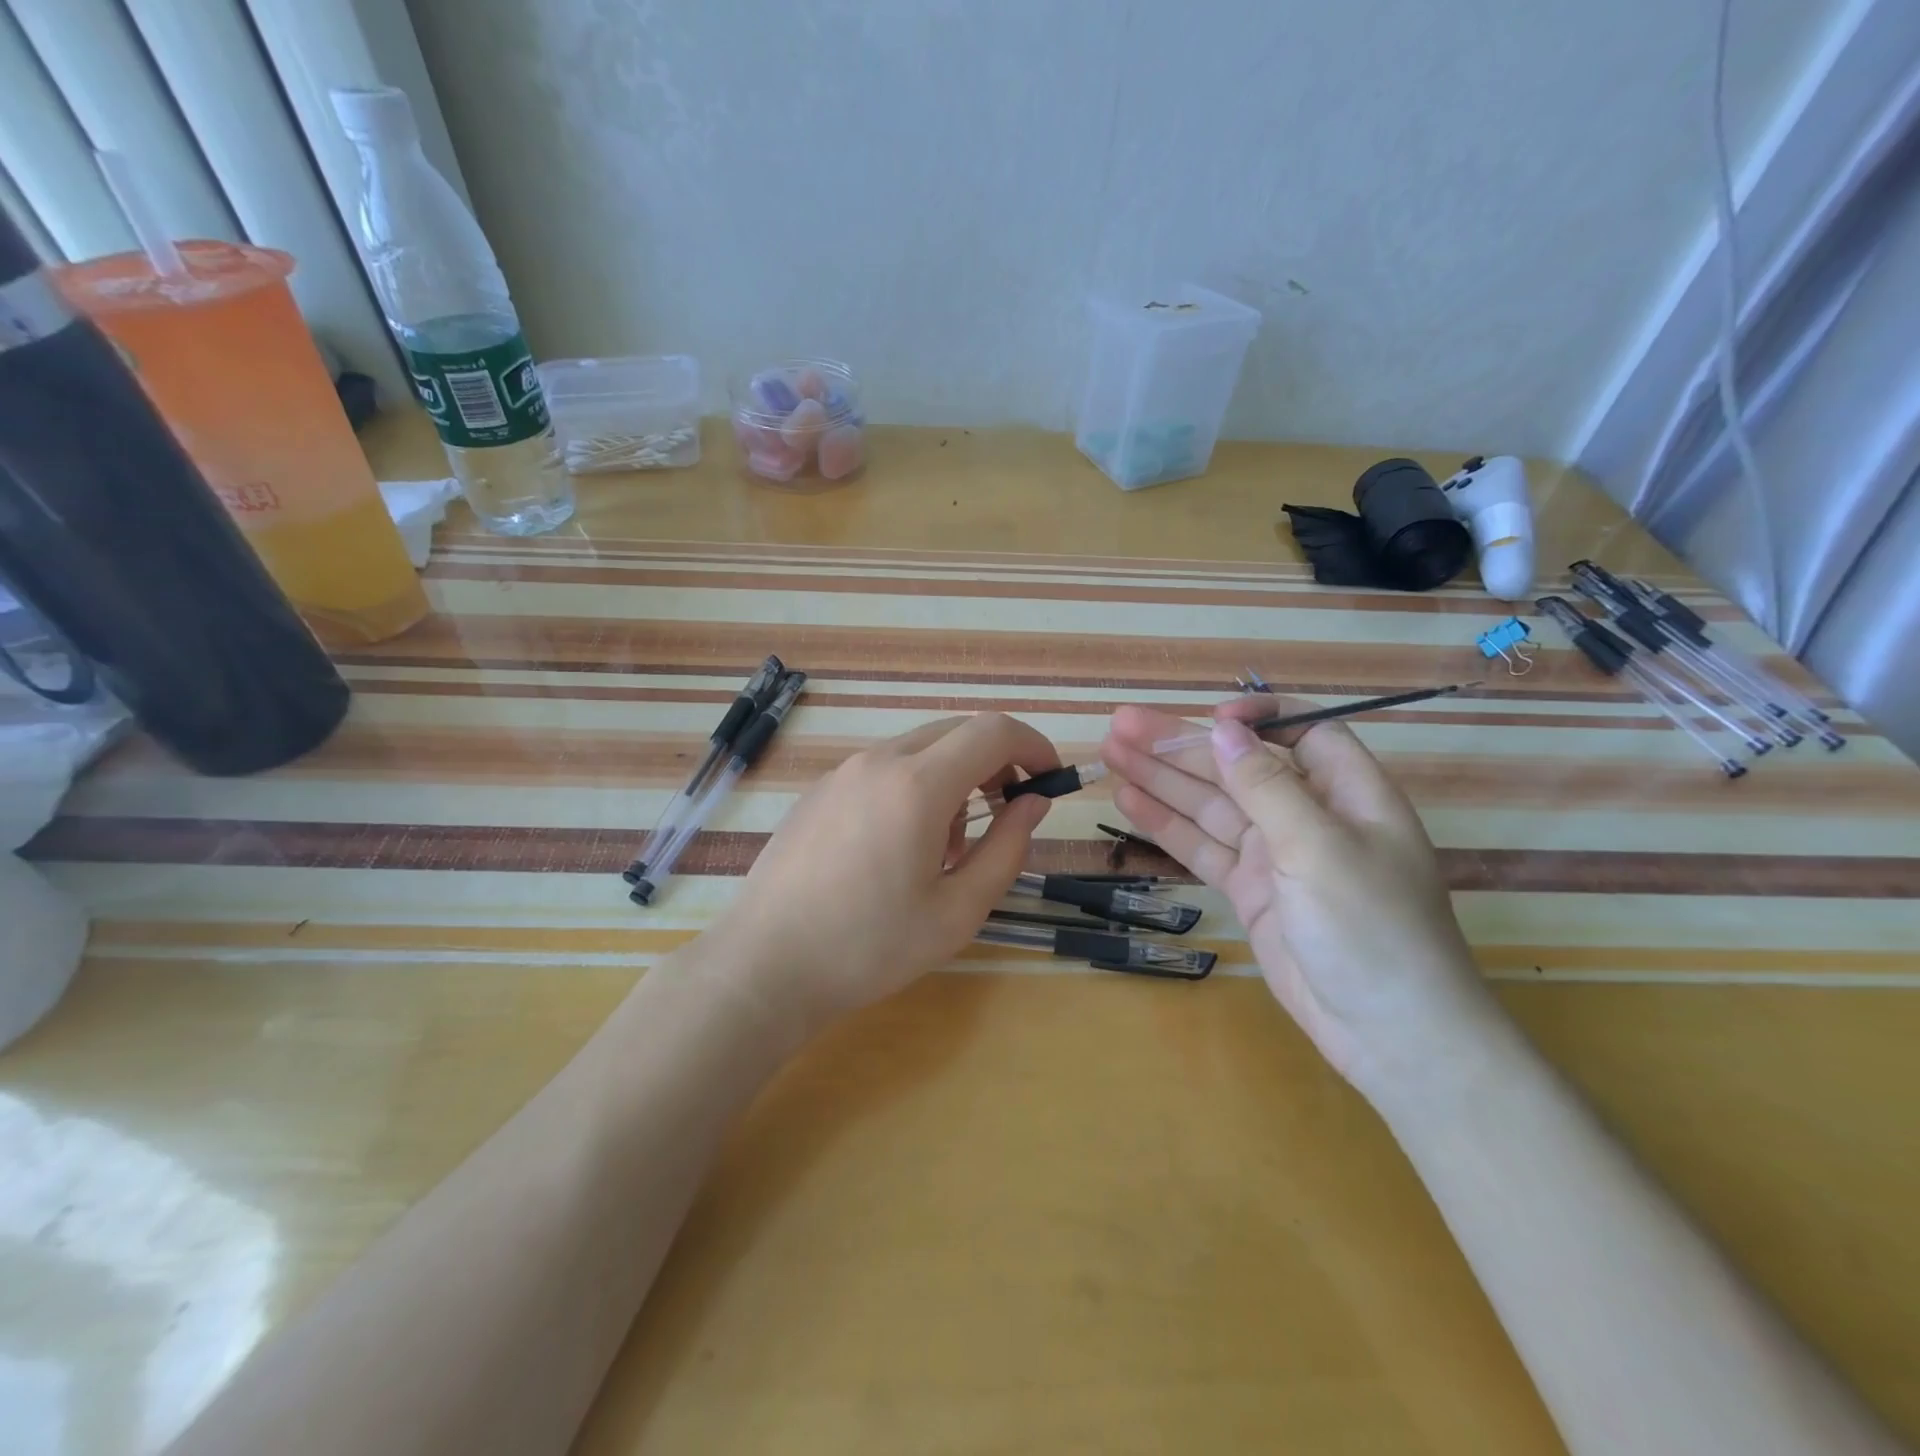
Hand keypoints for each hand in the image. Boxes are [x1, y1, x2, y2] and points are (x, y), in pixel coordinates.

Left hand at [710, 713, 1059, 1039]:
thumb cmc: (870, 947)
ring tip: (945, 850)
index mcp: (917, 785)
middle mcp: (878, 761)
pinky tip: (898, 850)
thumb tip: (1033, 803)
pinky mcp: (819, 791)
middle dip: (995, 764)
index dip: (1032, 746)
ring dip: (953, 781)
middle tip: (1005, 816)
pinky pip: (882, 770)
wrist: (765, 965)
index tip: (1049, 780)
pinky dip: (913, 789)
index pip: (993, 731)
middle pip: (956, 733)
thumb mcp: (958, 910)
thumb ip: (1007, 848)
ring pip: (919, 751)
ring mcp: (842, 772)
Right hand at [1099, 696, 1500, 1105]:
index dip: (1255, 718)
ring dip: (1162, 779)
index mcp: (1347, 792)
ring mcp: (1276, 856)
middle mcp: (1309, 816)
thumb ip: (1266, 785)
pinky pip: (1203, 848)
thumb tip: (1223, 727)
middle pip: (1237, 766)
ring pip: (1211, 805)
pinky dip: (1168, 825)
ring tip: (1110, 752)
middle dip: (1180, 746)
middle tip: (1121, 725)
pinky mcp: (1251, 891)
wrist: (1389, 1034)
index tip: (1207, 717)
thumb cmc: (1370, 928)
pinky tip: (1129, 801)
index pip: (1301, 732)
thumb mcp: (1319, 847)